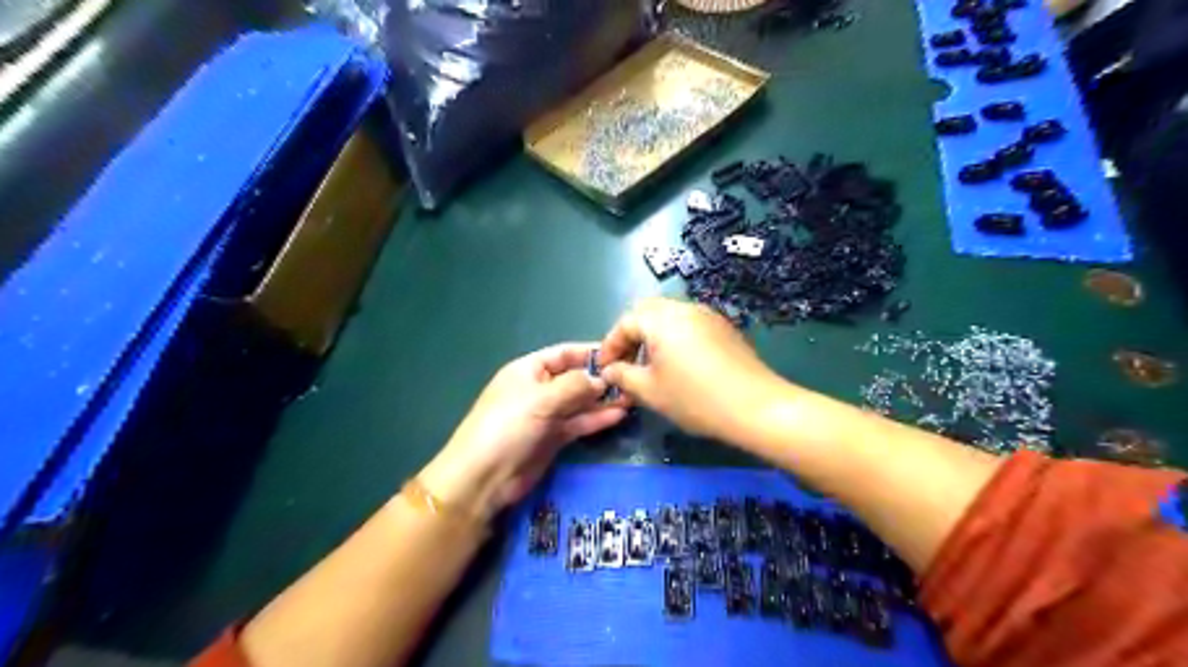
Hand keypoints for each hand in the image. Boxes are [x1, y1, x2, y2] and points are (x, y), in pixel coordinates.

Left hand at [421, 347, 623, 523]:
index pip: (563, 354)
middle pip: (574, 378)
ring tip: (632, 396)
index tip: (620, 353)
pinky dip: (597, 419)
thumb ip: (574, 386)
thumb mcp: (540, 399)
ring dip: (603, 400)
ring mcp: (546, 414)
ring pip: (579, 402)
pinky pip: (579, 423)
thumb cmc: (507, 426)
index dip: (589, 353)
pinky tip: (619, 414)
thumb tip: (601, 378)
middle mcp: (539, 389)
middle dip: (600, 378)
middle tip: (632, 378)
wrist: (484, 477)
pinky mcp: (554, 438)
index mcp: (528, 370)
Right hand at [605, 300, 787, 439]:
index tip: (604, 370)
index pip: (625, 322)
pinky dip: (674, 338)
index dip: (610, 345)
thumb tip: (609, 371)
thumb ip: (623, 376)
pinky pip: (690, 325)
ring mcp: (708, 315)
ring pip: (669, 317)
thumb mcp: (650, 391)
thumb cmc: (694, 398)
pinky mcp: (724, 328)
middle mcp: (684, 308)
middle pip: (647, 312)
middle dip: (631, 336)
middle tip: (626, 363)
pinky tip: (679, 365)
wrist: (755, 406)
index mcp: (661, 319)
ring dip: (653, 336)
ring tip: (650, 366)